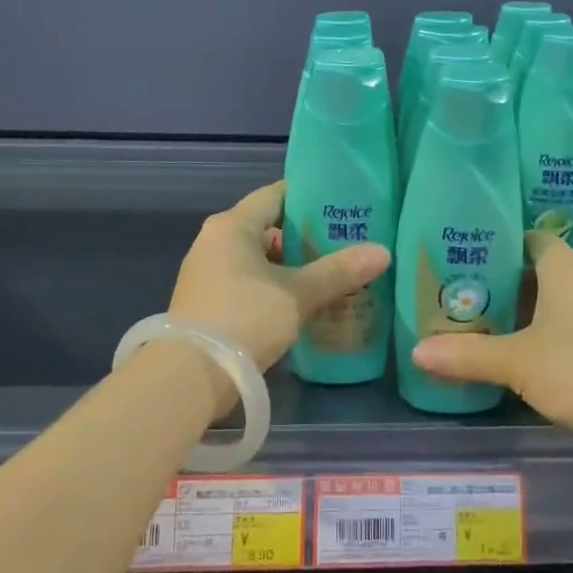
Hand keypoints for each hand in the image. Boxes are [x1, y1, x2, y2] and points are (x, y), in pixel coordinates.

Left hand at [169, 180, 391, 377]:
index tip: (342, 204)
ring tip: (332, 274)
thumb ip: (339, 271)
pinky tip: (303, 303)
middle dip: (305, 236)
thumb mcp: (298, 294)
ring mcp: (207, 274)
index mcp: (232, 225)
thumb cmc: (244, 317)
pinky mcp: (207, 304)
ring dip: (291, 266)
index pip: (275, 195)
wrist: (189, 377)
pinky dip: (275, 287)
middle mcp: (215, 241)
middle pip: (267, 228)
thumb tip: (383, 251)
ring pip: (258, 259)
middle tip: (346, 242)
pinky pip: (248, 283)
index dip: (309, 197)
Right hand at [410, 231, 572, 444]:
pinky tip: (529, 349)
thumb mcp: (515, 362)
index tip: (471, 257)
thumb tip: (416, 352)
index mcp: (564, 267)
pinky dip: (552, 326)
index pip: (532, 238)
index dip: (503, 244)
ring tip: (491, 319)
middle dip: (509, 279)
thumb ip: (466, 355)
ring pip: (560, 295)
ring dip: (531, 305)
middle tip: (470, 291)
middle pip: (543, 267)